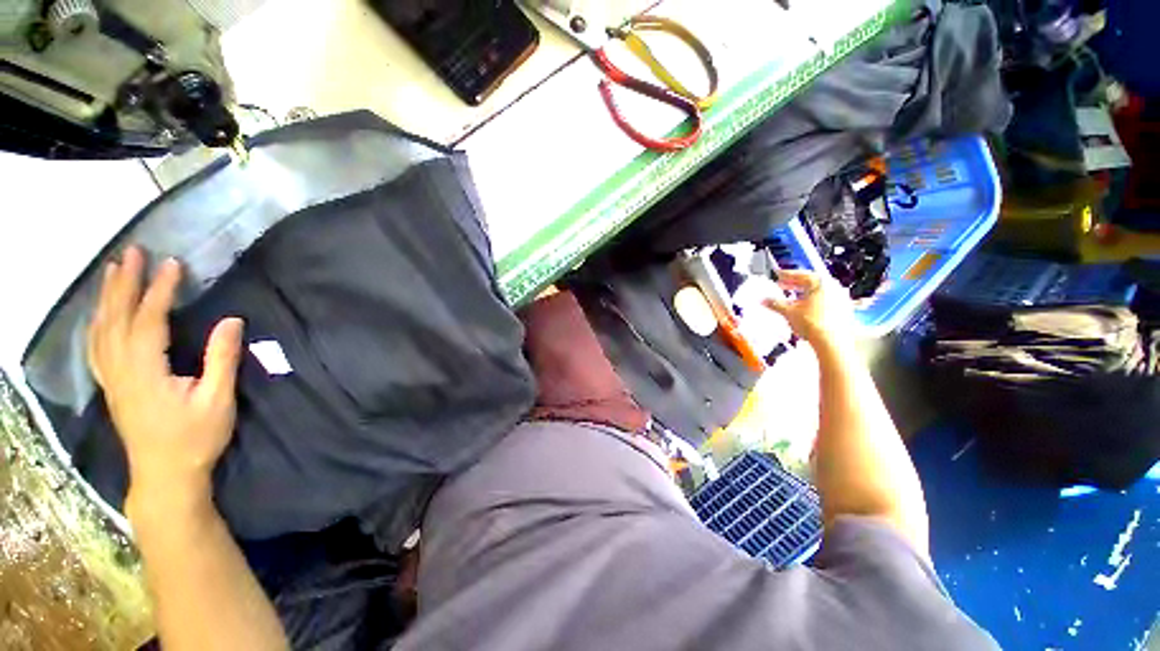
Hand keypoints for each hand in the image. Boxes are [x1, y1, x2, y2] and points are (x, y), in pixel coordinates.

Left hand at [87, 246, 243, 515]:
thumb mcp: (217, 400)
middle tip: (132, 252)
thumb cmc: (195, 438)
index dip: (160, 290)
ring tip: (112, 270)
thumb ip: (221, 358)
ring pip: (101, 329)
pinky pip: (96, 346)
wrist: (165, 476)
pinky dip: (96, 323)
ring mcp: (112, 378)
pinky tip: (100, 312)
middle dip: (124, 282)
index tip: (172, 263)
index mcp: (146, 371)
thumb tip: (231, 320)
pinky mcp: (111, 386)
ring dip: (107, 297)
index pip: (149, 320)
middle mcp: (121, 369)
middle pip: (117, 318)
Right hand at [762, 269, 855, 347]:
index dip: (787, 275)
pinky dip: (813, 302)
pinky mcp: (843, 310)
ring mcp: (840, 298)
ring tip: (791, 298)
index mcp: (820, 283)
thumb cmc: (812, 323)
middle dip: (795, 284)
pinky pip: (825, 301)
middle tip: (782, 285)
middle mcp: (833, 287)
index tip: (778, 275)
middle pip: (811, 282)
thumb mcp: (789, 312)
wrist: (831, 340)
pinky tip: (804, 309)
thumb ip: (775, 304)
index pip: (801, 274)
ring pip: (818, 292)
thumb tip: (764, 300)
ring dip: (803, 293)